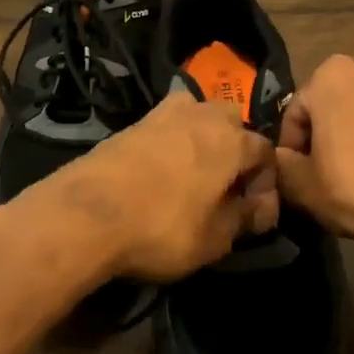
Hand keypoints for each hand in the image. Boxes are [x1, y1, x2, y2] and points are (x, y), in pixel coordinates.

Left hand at [33, 92, 278, 282]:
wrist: (86, 213)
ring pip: (198, 114)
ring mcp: (164, 114)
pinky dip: (174, 140)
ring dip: (205, 137)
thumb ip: (244, 219)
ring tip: (196, 172)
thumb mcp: (215, 239)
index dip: (267, 184)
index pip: (266, 152)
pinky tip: (165, 168)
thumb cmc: (162, 228)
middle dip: (237, 150)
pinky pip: (167, 124)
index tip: (256, 215)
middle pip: (233, 122)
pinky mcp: (133, 123)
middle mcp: (202, 116)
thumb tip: (259, 209)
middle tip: (228, 187)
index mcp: (232, 140)